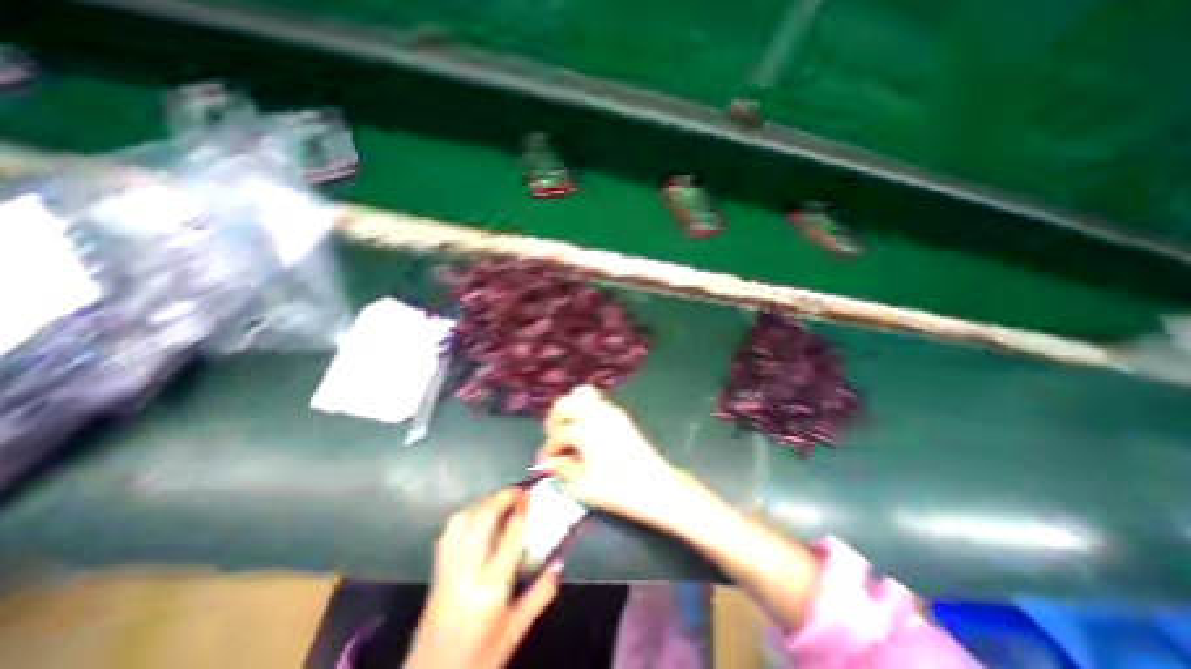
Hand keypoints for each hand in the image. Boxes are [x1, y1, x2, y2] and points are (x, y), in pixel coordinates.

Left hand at [405, 487, 559, 667]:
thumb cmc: (479, 660)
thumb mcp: (515, 631)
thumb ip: (540, 594)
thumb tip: (560, 561)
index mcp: (491, 587)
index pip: (510, 535)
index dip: (521, 509)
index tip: (530, 494)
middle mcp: (467, 571)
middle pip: (483, 519)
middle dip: (501, 498)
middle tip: (517, 490)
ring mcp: (447, 569)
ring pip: (462, 520)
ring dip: (482, 503)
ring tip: (499, 500)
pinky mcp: (436, 571)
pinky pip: (449, 532)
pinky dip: (464, 516)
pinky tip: (476, 517)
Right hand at [535, 387, 683, 526]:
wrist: (656, 486)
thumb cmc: (618, 490)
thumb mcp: (583, 487)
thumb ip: (562, 470)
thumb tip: (549, 463)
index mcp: (585, 431)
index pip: (558, 434)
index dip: (549, 449)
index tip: (546, 462)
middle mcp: (596, 414)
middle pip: (565, 403)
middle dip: (555, 419)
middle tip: (555, 437)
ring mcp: (610, 411)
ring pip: (583, 394)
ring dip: (571, 408)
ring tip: (570, 428)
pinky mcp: (621, 415)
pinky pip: (598, 401)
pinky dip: (587, 408)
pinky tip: (587, 428)